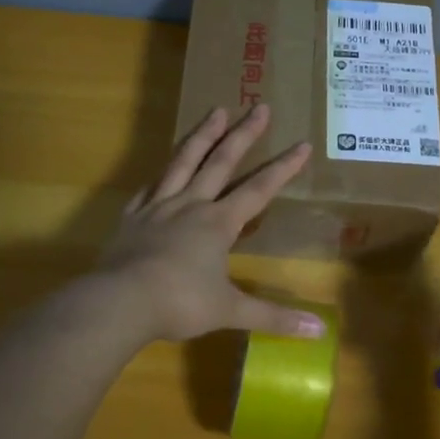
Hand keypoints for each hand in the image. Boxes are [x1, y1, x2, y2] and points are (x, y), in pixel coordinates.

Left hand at [99, 104, 325, 342]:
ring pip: (184, 162)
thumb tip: (319, 332)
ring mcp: (159, 207)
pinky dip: (161, 175)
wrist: (120, 302)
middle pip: (221, 162)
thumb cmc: (180, 304)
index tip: (302, 144)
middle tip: (258, 106)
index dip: (283, 168)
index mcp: (218, 224)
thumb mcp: (230, 311)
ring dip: (202, 136)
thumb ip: (274, 318)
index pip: (259, 189)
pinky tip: (162, 171)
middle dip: (244, 134)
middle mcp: (191, 205)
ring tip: (215, 111)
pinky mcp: (132, 216)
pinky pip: (150, 188)